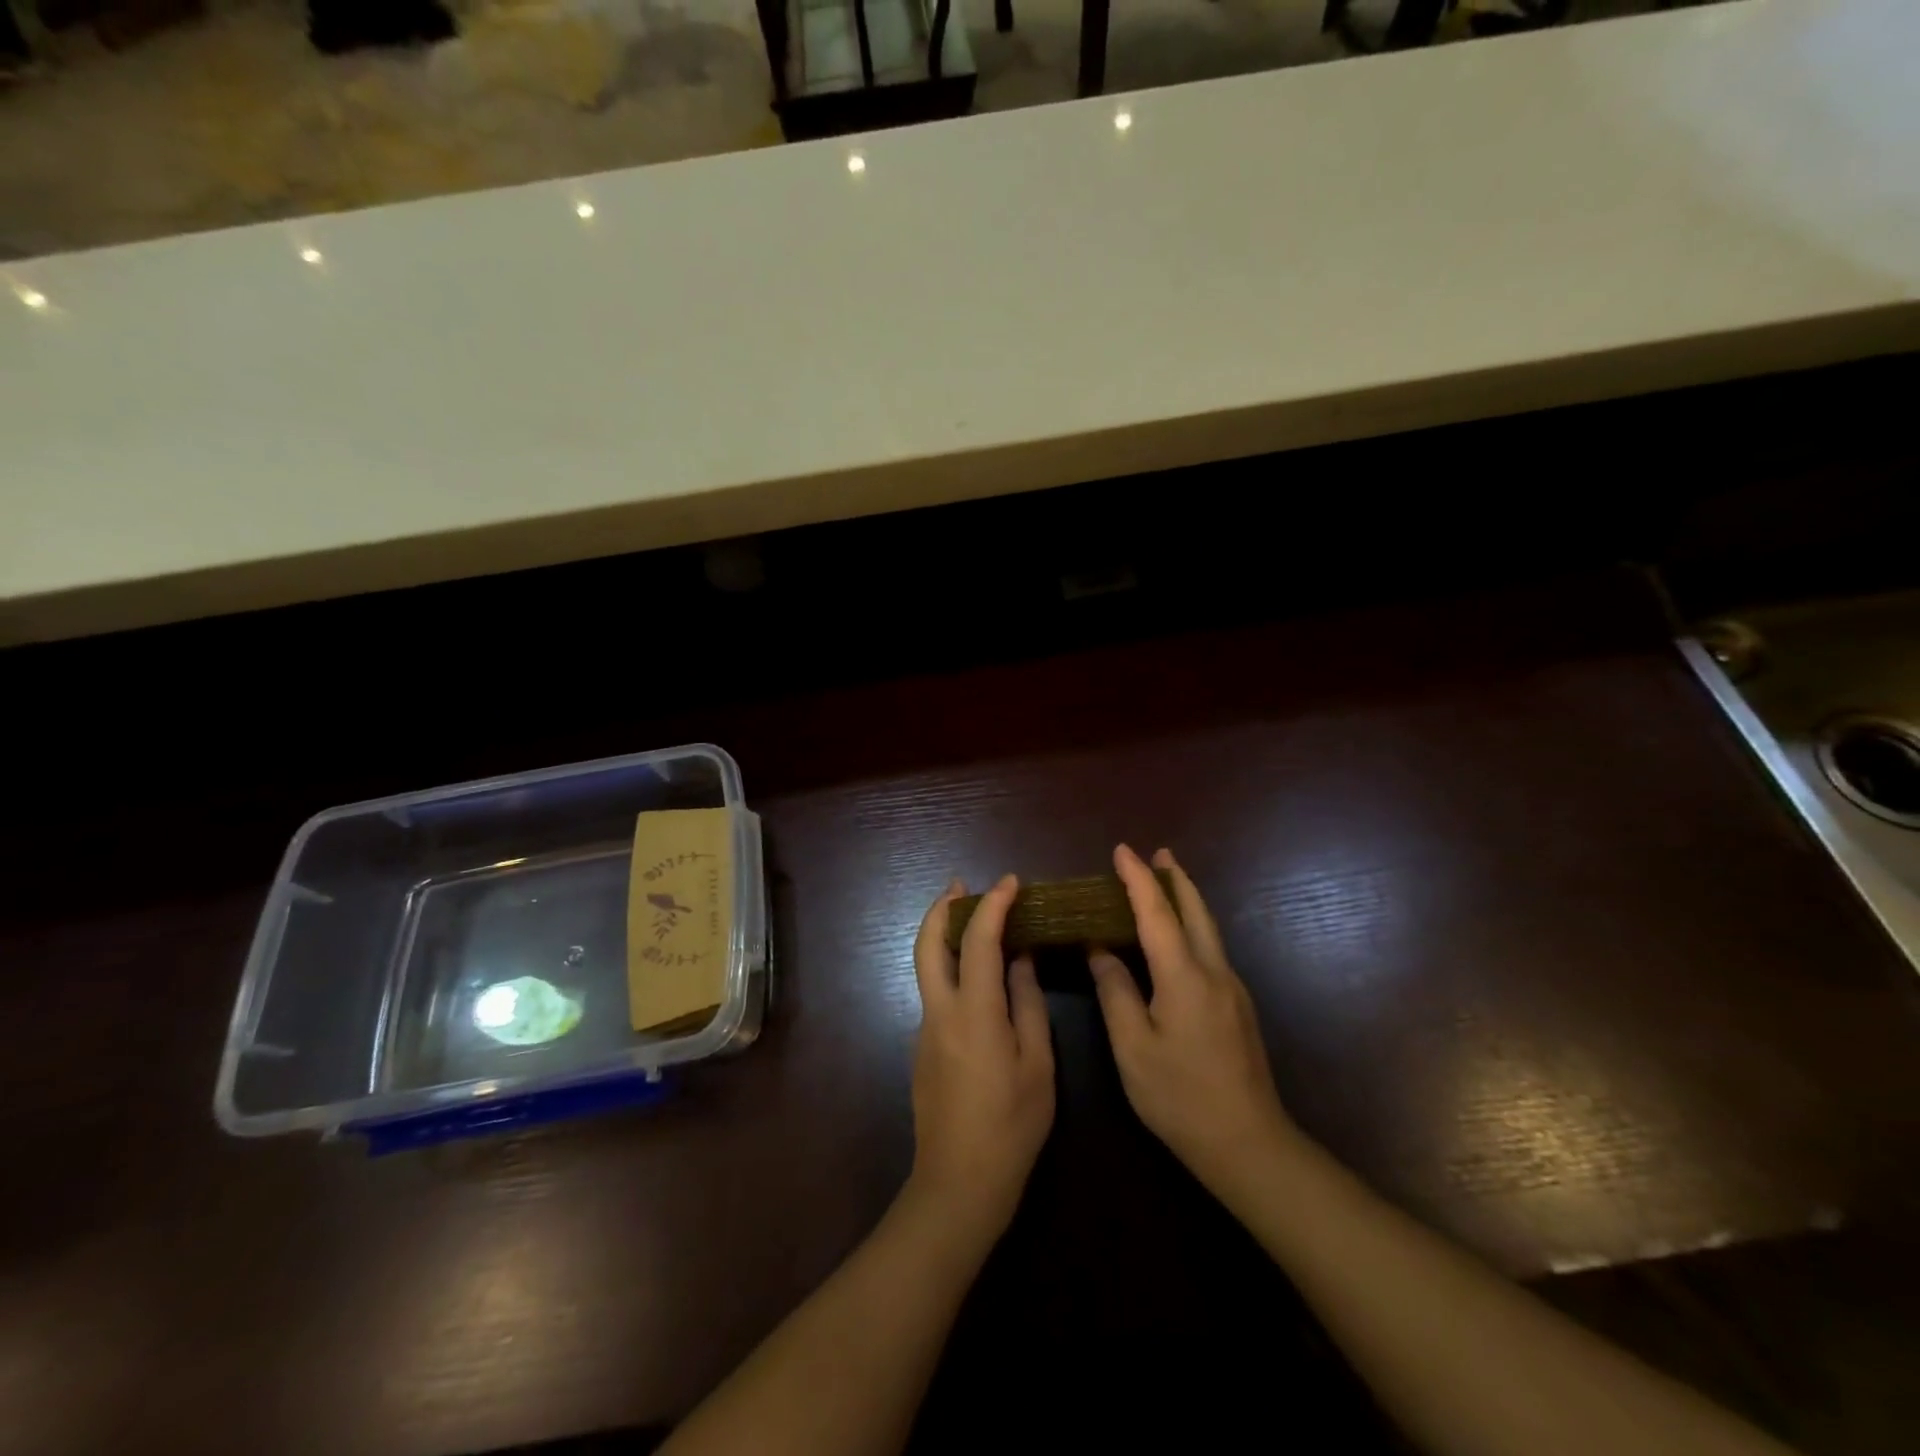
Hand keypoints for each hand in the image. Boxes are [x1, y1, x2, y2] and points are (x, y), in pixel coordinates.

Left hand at [906, 875, 1055, 1244]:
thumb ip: (1028, 1005)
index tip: (1011, 882)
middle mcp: (940, 1011)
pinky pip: (934, 991)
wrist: (958, 1184)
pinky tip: (975, 977)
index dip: (994, 904)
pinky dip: (949, 966)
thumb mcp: (1037, 1065)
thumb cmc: (1010, 1126)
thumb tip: (1021, 960)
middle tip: (961, 885)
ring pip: (926, 966)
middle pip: (928, 944)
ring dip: (943, 935)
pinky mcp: (921, 1048)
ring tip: (970, 920)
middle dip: (941, 907)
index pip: (979, 940)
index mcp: (974, 1012)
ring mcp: (925, 1029)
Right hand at [1088, 845, 1300, 1197]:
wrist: (1249, 1144)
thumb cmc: (1180, 1097)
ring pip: (1208, 928)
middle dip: (1175, 878)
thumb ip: (1116, 992)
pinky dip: (1193, 925)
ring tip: (1168, 880)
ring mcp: (1232, 989)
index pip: (1157, 914)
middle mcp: (1214, 972)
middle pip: (1195, 911)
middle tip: (1158, 852)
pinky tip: (1180, 936)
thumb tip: (1101, 950)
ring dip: (1187, 899)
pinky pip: (1211, 948)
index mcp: (1185, 977)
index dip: (1138, 879)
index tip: (1121, 850)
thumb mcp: (1133, 1047)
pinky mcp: (1238, 1007)